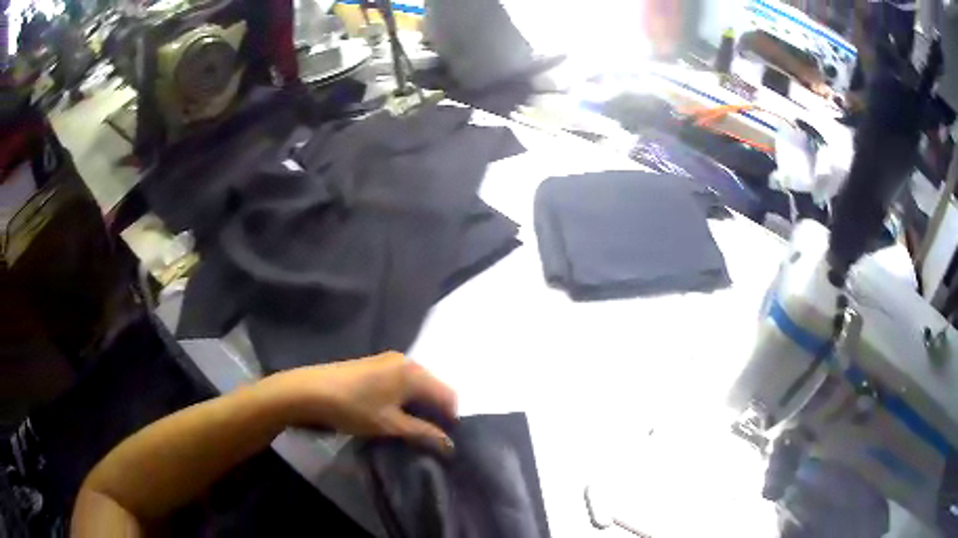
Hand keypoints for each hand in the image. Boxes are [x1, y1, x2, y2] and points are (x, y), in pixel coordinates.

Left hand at [264, 352, 456, 451]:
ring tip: (410, 428)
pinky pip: (401, 381)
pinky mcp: (374, 365)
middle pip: (433, 388)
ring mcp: (388, 360)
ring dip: (419, 406)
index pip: (448, 395)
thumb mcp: (391, 425)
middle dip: (435, 412)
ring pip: (417, 385)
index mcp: (414, 372)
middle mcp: (406, 360)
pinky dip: (404, 398)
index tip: (444, 440)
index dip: (451, 419)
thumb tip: (449, 444)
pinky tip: (393, 413)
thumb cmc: (354, 408)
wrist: (309, 391)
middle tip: (427, 437)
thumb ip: (423, 433)